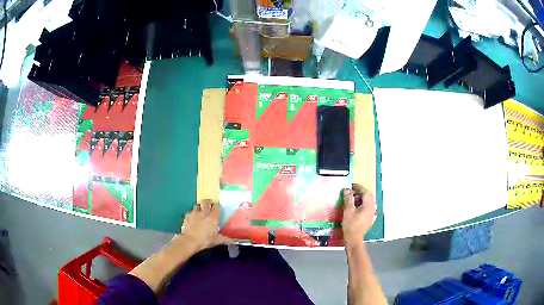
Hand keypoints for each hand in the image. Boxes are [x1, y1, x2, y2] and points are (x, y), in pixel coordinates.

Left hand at [180, 199, 230, 251]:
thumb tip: (233, 241)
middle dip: (208, 203)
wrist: (189, 241)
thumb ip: (225, 239)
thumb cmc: (205, 240)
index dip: (217, 207)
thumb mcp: (217, 240)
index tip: (218, 210)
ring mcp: (194, 213)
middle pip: (206, 201)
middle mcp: (204, 212)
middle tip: (209, 207)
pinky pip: (190, 211)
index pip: (217, 206)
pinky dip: (192, 213)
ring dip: (200, 207)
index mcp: (213, 217)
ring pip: (197, 205)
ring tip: (201, 212)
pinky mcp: (187, 216)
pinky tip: (193, 218)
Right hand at [342, 184, 376, 247]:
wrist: (354, 239)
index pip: (365, 192)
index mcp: (368, 205)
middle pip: (368, 197)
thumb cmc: (351, 225)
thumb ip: (348, 199)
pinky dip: (362, 205)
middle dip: (360, 193)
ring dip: (361, 199)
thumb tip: (347, 190)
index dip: (358, 188)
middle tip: (351, 193)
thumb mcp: (348, 210)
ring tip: (352, 200)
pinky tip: (356, 208)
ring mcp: (372, 214)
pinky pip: (367, 208)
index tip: (352, 185)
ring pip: (368, 202)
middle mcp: (372, 208)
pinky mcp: (369, 219)